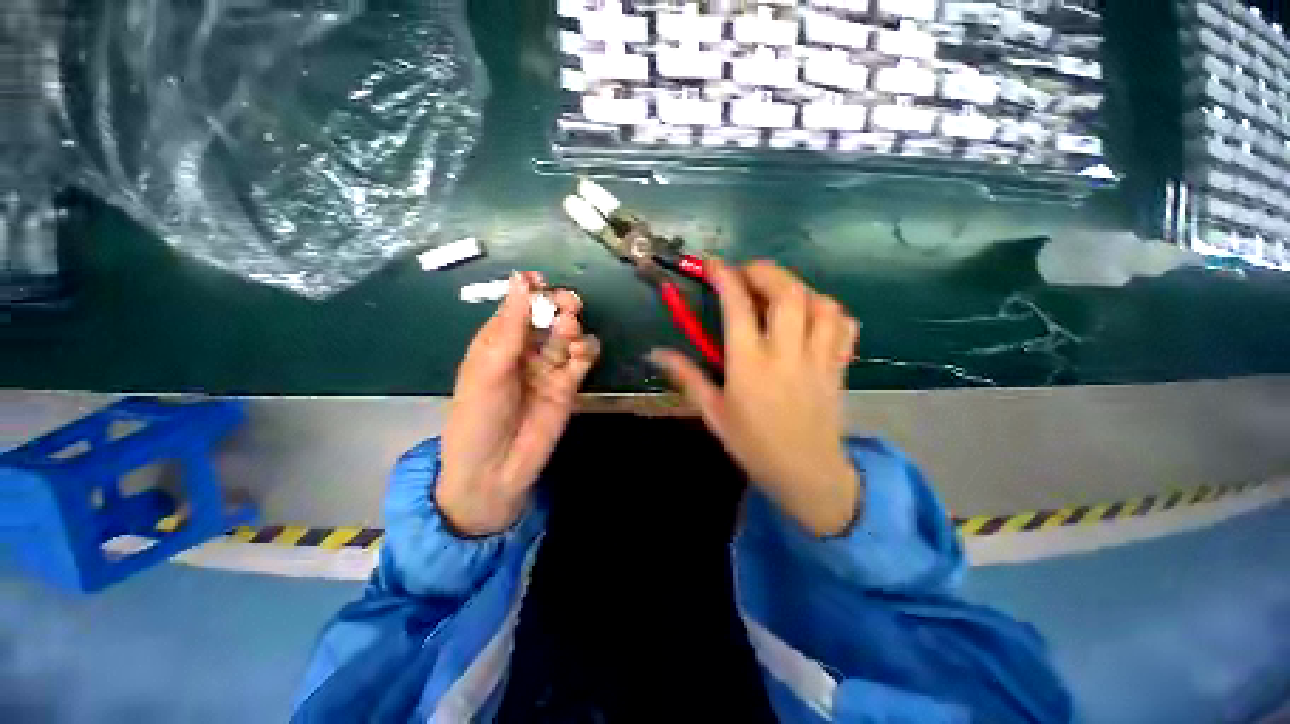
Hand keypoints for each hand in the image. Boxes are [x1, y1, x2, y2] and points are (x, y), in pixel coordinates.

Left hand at [438, 273, 600, 535]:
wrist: (495, 471)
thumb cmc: (478, 417)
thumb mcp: (488, 369)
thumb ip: (510, 327)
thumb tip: (521, 280)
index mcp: (496, 342)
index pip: (516, 307)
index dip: (529, 292)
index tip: (541, 281)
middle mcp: (524, 351)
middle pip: (547, 318)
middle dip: (558, 306)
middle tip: (567, 302)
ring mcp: (549, 368)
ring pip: (567, 335)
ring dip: (572, 327)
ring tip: (570, 330)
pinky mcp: (568, 385)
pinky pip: (582, 359)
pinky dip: (586, 349)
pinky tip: (582, 351)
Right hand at [650, 260, 860, 536]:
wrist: (806, 474)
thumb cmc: (753, 445)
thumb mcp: (713, 413)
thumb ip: (686, 376)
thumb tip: (655, 352)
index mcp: (749, 366)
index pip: (738, 307)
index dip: (724, 277)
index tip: (713, 264)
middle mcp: (786, 354)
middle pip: (787, 293)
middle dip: (765, 271)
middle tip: (747, 274)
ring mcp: (818, 359)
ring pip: (820, 303)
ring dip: (797, 288)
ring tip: (778, 294)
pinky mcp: (839, 366)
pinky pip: (844, 325)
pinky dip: (828, 310)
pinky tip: (811, 316)